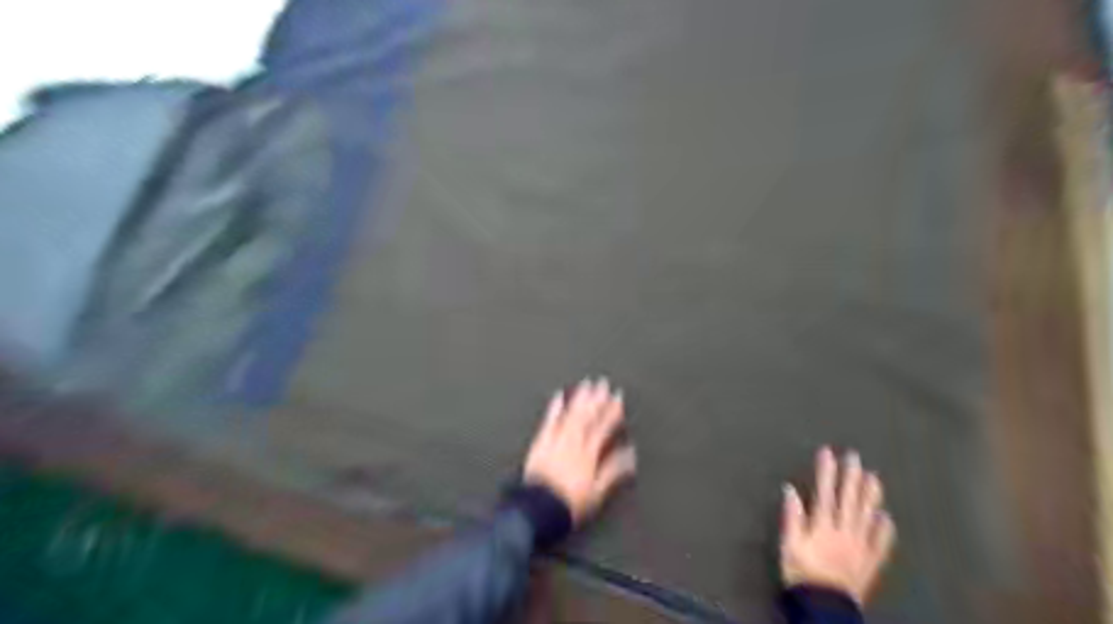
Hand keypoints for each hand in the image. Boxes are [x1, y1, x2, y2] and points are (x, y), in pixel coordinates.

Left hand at [526, 378, 637, 524]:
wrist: (539, 508)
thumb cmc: (568, 503)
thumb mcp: (598, 492)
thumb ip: (614, 470)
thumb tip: (629, 455)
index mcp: (589, 453)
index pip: (604, 427)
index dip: (612, 411)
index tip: (618, 398)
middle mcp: (574, 443)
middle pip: (588, 416)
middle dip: (598, 398)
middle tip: (604, 383)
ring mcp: (557, 441)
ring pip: (571, 414)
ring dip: (580, 398)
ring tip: (587, 384)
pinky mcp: (542, 442)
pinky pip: (549, 420)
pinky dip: (555, 407)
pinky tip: (559, 396)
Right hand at [780, 448, 893, 604]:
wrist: (825, 607)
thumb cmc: (802, 572)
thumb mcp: (789, 544)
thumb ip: (791, 516)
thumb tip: (790, 489)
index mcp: (822, 525)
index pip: (825, 492)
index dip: (827, 471)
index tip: (828, 452)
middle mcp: (844, 531)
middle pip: (849, 500)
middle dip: (851, 476)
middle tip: (855, 457)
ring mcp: (860, 546)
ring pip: (867, 516)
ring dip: (870, 495)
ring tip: (874, 477)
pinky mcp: (871, 562)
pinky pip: (881, 543)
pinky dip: (885, 529)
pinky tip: (887, 517)